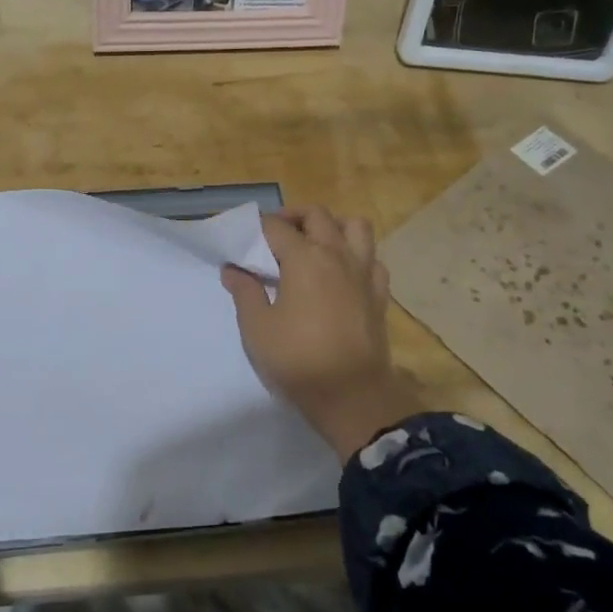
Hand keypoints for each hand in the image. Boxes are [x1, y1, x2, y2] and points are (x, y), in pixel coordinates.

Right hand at [221, 207, 420, 459]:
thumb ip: (245, 292)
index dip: (256, 228)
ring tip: (315, 243)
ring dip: (333, 226)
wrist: (352, 396)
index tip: (242, 237)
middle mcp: (337, 255)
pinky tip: (342, 272)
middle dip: (293, 217)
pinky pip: (372, 259)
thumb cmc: (298, 359)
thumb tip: (233, 269)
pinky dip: (357, 255)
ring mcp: (363, 272)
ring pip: (355, 227)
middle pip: (317, 215)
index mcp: (304, 258)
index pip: (276, 227)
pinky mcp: (379, 294)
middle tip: (275, 236)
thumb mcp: (257, 327)